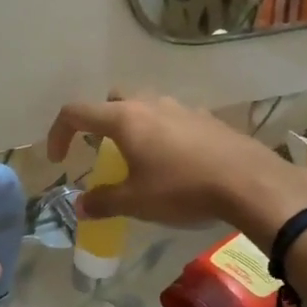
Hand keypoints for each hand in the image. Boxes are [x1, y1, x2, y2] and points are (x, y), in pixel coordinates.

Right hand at [46, 93, 306, 244]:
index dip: (58, 133)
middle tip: (102, 152)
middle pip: (112, 100)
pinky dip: (162, 134)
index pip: (76, 112)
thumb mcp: (136, 202)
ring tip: (139, 159)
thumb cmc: (182, 189)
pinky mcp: (206, 118)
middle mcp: (150, 104)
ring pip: (145, 106)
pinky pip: (172, 119)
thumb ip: (103, 201)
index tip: (59, 160)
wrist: (248, 182)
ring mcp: (181, 108)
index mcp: (124, 119)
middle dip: (99, 122)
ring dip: (133, 127)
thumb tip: (81, 205)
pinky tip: (174, 163)